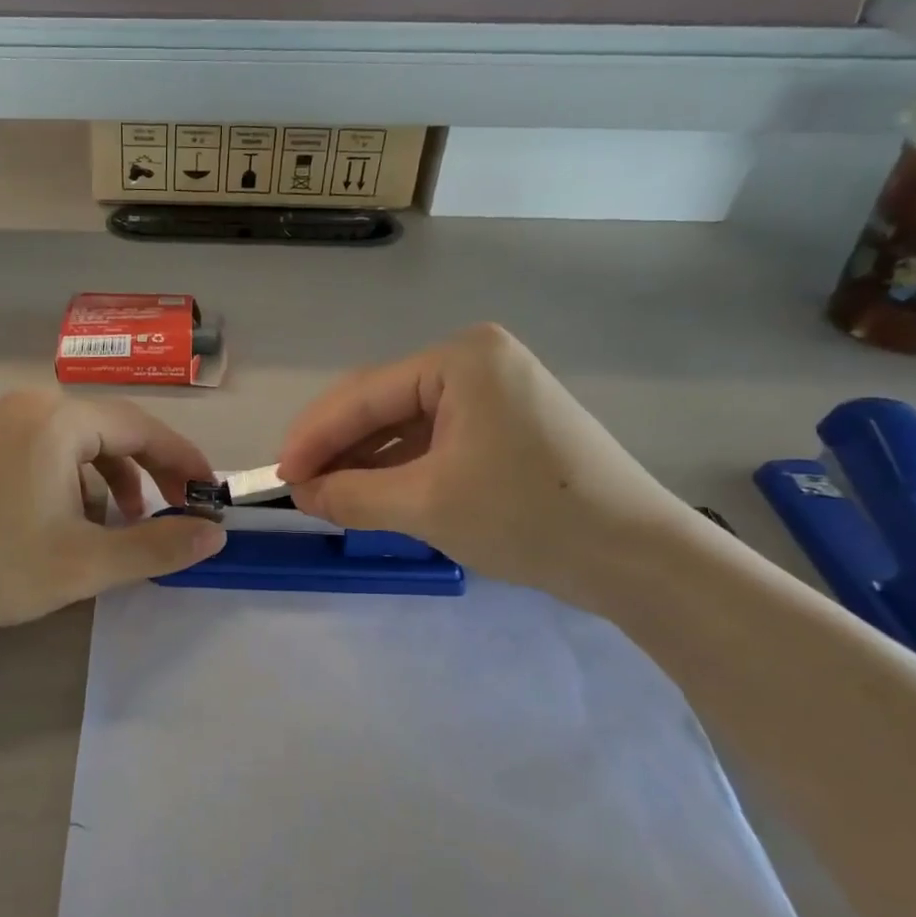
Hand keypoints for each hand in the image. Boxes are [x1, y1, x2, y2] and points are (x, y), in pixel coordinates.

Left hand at [0, 391, 226, 630]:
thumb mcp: (87, 563)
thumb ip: (158, 545)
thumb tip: (215, 534)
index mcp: (59, 420)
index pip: (143, 428)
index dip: (184, 460)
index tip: (211, 492)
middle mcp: (34, 404)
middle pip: (115, 429)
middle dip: (153, 470)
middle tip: (181, 509)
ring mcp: (7, 420)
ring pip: (86, 440)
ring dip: (118, 476)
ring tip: (129, 522)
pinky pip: (56, 447)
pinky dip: (82, 476)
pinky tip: (84, 515)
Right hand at [275, 324, 689, 606]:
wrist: (639, 558)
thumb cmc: (530, 517)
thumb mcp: (426, 506)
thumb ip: (351, 496)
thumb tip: (301, 493)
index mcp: (460, 359)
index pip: (363, 395)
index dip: (313, 437)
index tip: (276, 476)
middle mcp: (475, 360)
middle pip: (381, 404)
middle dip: (336, 448)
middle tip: (298, 489)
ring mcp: (493, 390)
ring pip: (404, 424)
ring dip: (364, 461)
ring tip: (327, 497)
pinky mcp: (504, 423)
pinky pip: (433, 439)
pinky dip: (399, 467)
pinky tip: (372, 493)